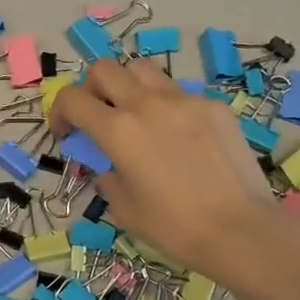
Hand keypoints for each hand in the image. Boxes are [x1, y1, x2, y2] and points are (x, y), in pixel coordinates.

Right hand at [51, 59, 279, 277]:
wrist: (239, 229)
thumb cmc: (173, 226)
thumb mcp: (124, 208)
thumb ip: (107, 177)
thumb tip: (109, 167)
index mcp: (118, 130)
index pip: (72, 99)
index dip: (60, 112)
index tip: (66, 133)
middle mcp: (147, 104)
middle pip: (104, 69)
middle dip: (91, 88)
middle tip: (97, 115)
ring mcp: (184, 100)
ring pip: (143, 70)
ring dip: (128, 86)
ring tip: (135, 115)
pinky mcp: (213, 106)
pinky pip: (179, 92)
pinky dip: (166, 105)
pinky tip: (178, 136)